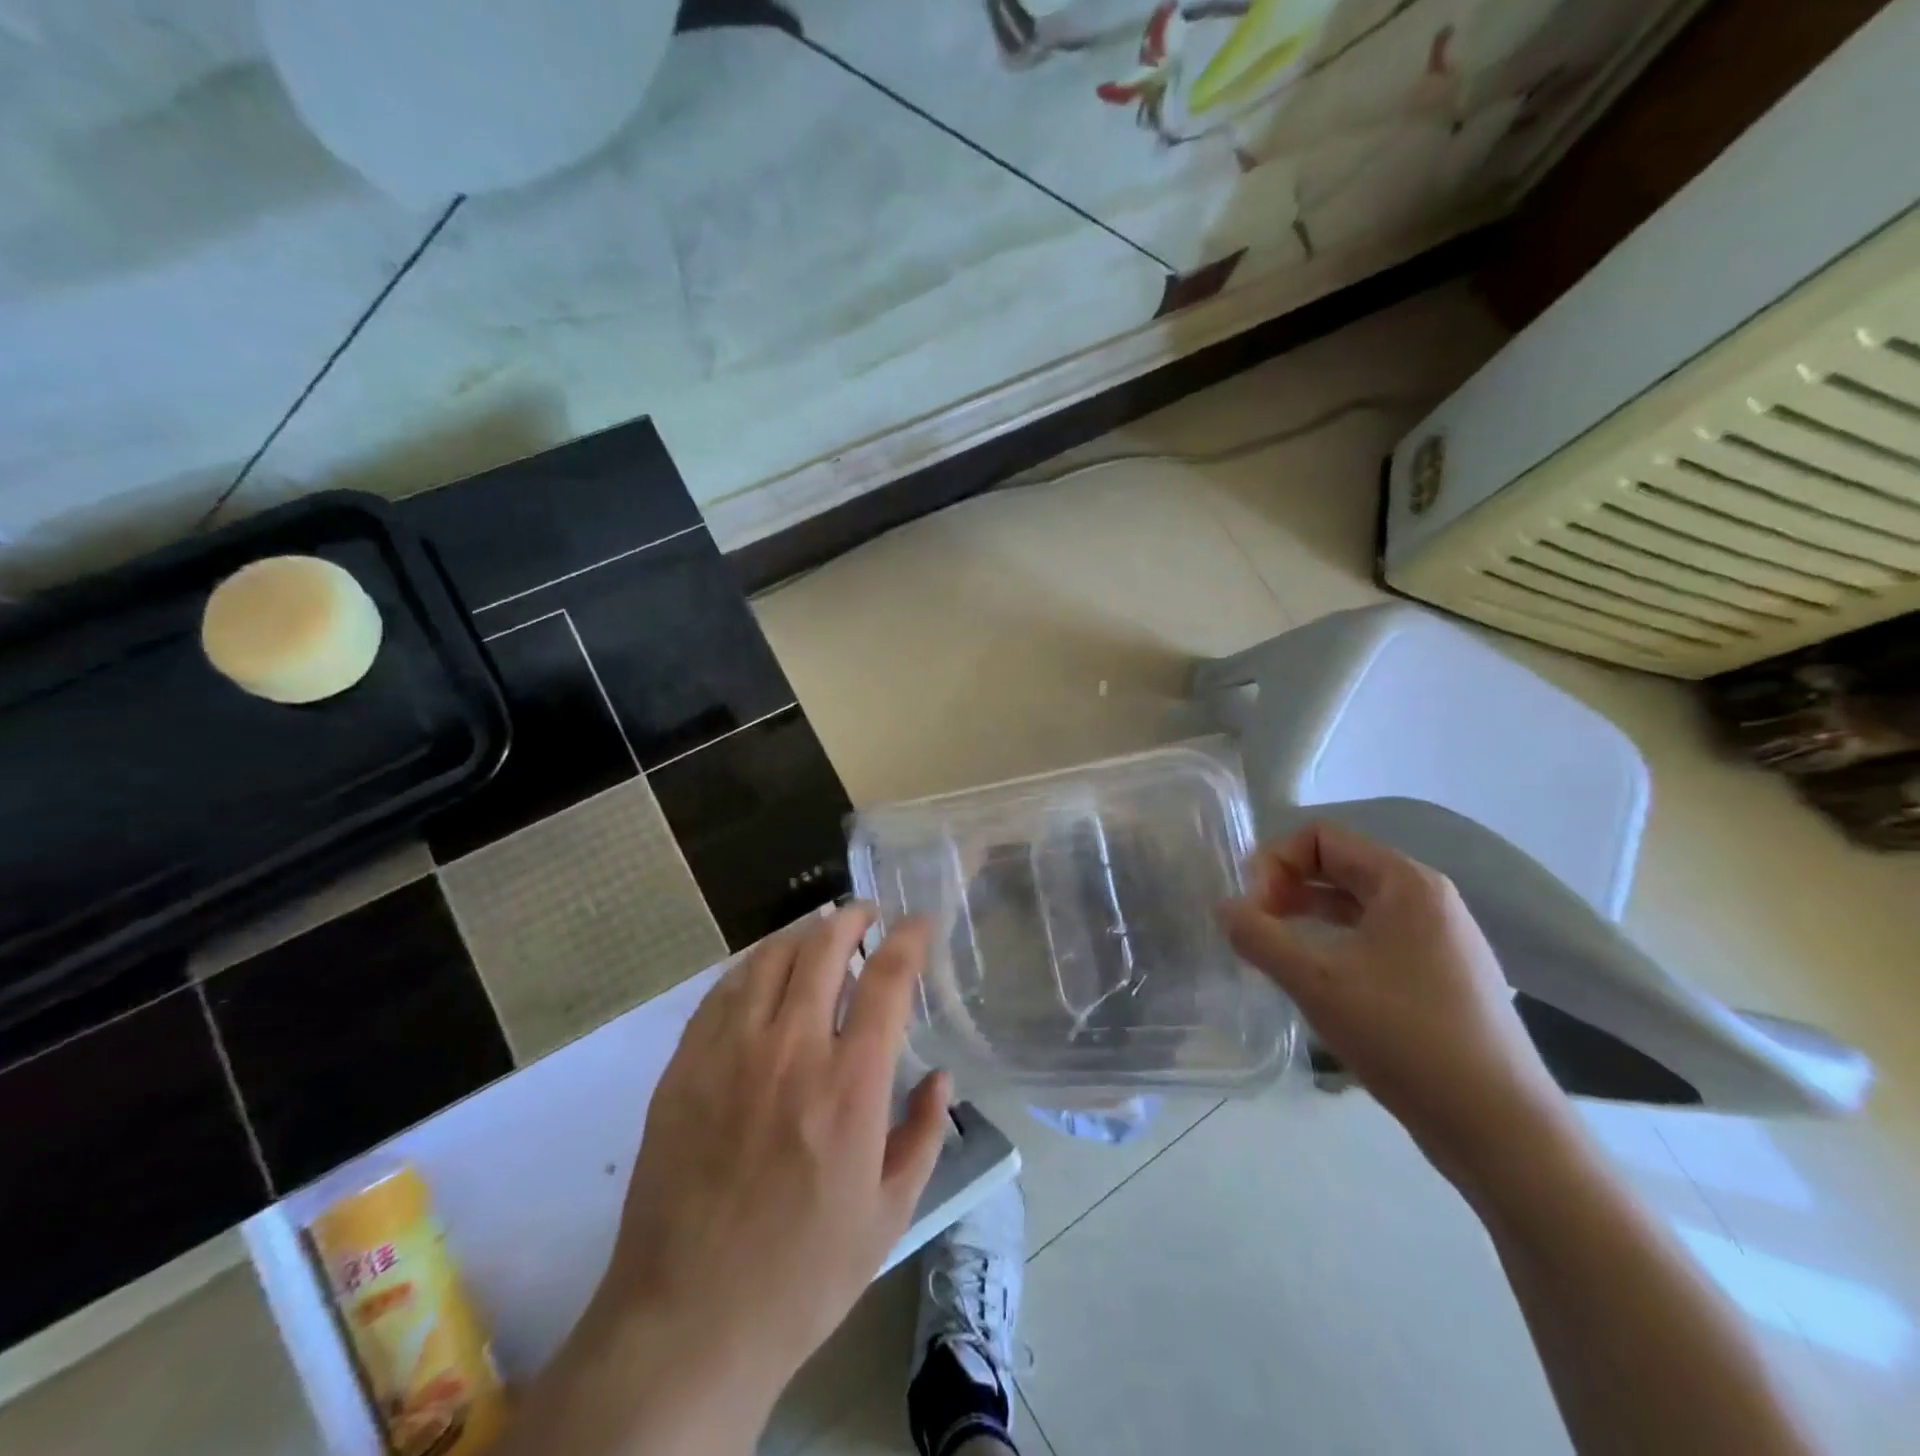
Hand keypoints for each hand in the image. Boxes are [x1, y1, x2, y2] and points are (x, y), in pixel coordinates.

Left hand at [591, 908, 949, 1424]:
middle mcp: (790, 1050)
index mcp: (850, 1085)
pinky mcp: (685, 1067)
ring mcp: (730, 1053)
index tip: (919, 922)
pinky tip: (764, 971)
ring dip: (803, 934)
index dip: (908, 938)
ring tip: (820, 934)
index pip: (886, 979)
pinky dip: (753, 966)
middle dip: (852, 918)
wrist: (688, 1321)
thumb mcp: (890, 1214)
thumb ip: (925, 1133)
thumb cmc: (803, 1274)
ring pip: (769, 958)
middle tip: (867, 915)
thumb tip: (940, 1076)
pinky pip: (722, 991)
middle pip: (823, 948)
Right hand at [1220, 820, 1573, 1196]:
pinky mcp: (1441, 978)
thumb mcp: (1316, 981)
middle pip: (1340, 866)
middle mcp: (1427, 900)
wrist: (1499, 1127)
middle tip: (1256, 927)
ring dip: (1308, 916)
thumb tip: (1224, 908)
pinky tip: (1316, 981)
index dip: (1277, 862)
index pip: (1323, 837)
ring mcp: (1439, 940)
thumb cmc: (1404, 1035)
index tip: (1254, 908)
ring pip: (1356, 906)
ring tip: (1276, 951)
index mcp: (1406, 883)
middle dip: (1288, 887)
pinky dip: (1335, 944)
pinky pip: (1374, 939)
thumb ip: (1259, 937)